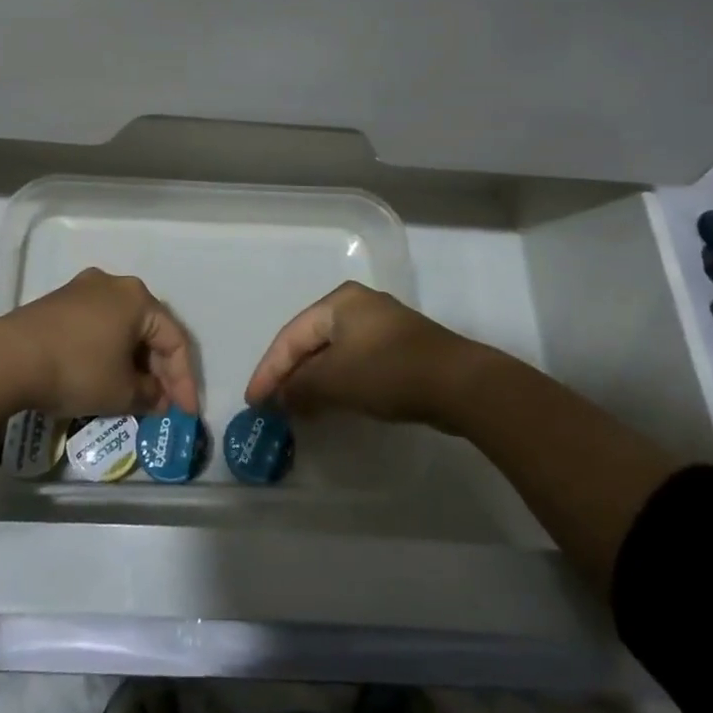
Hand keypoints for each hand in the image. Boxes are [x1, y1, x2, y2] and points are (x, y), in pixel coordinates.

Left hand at [3, 268, 198, 419]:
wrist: (8, 358)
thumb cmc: (77, 369)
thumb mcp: (121, 392)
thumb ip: (149, 395)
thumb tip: (157, 398)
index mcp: (137, 298)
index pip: (174, 340)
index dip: (184, 380)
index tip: (184, 413)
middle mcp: (113, 284)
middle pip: (147, 330)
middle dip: (157, 370)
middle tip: (161, 404)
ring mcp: (82, 290)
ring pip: (120, 328)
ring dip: (131, 362)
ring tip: (133, 394)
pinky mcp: (57, 303)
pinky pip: (96, 327)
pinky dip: (106, 352)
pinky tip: (103, 377)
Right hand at [244, 281, 482, 427]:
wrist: (459, 383)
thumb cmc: (388, 371)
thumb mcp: (335, 380)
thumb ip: (300, 387)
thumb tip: (281, 397)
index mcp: (338, 302)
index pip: (291, 336)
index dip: (269, 370)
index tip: (253, 402)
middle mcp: (358, 306)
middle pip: (311, 341)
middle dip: (290, 374)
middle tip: (271, 405)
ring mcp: (382, 326)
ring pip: (333, 354)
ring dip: (313, 381)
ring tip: (295, 410)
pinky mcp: (400, 349)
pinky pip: (355, 363)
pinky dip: (337, 382)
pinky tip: (330, 404)